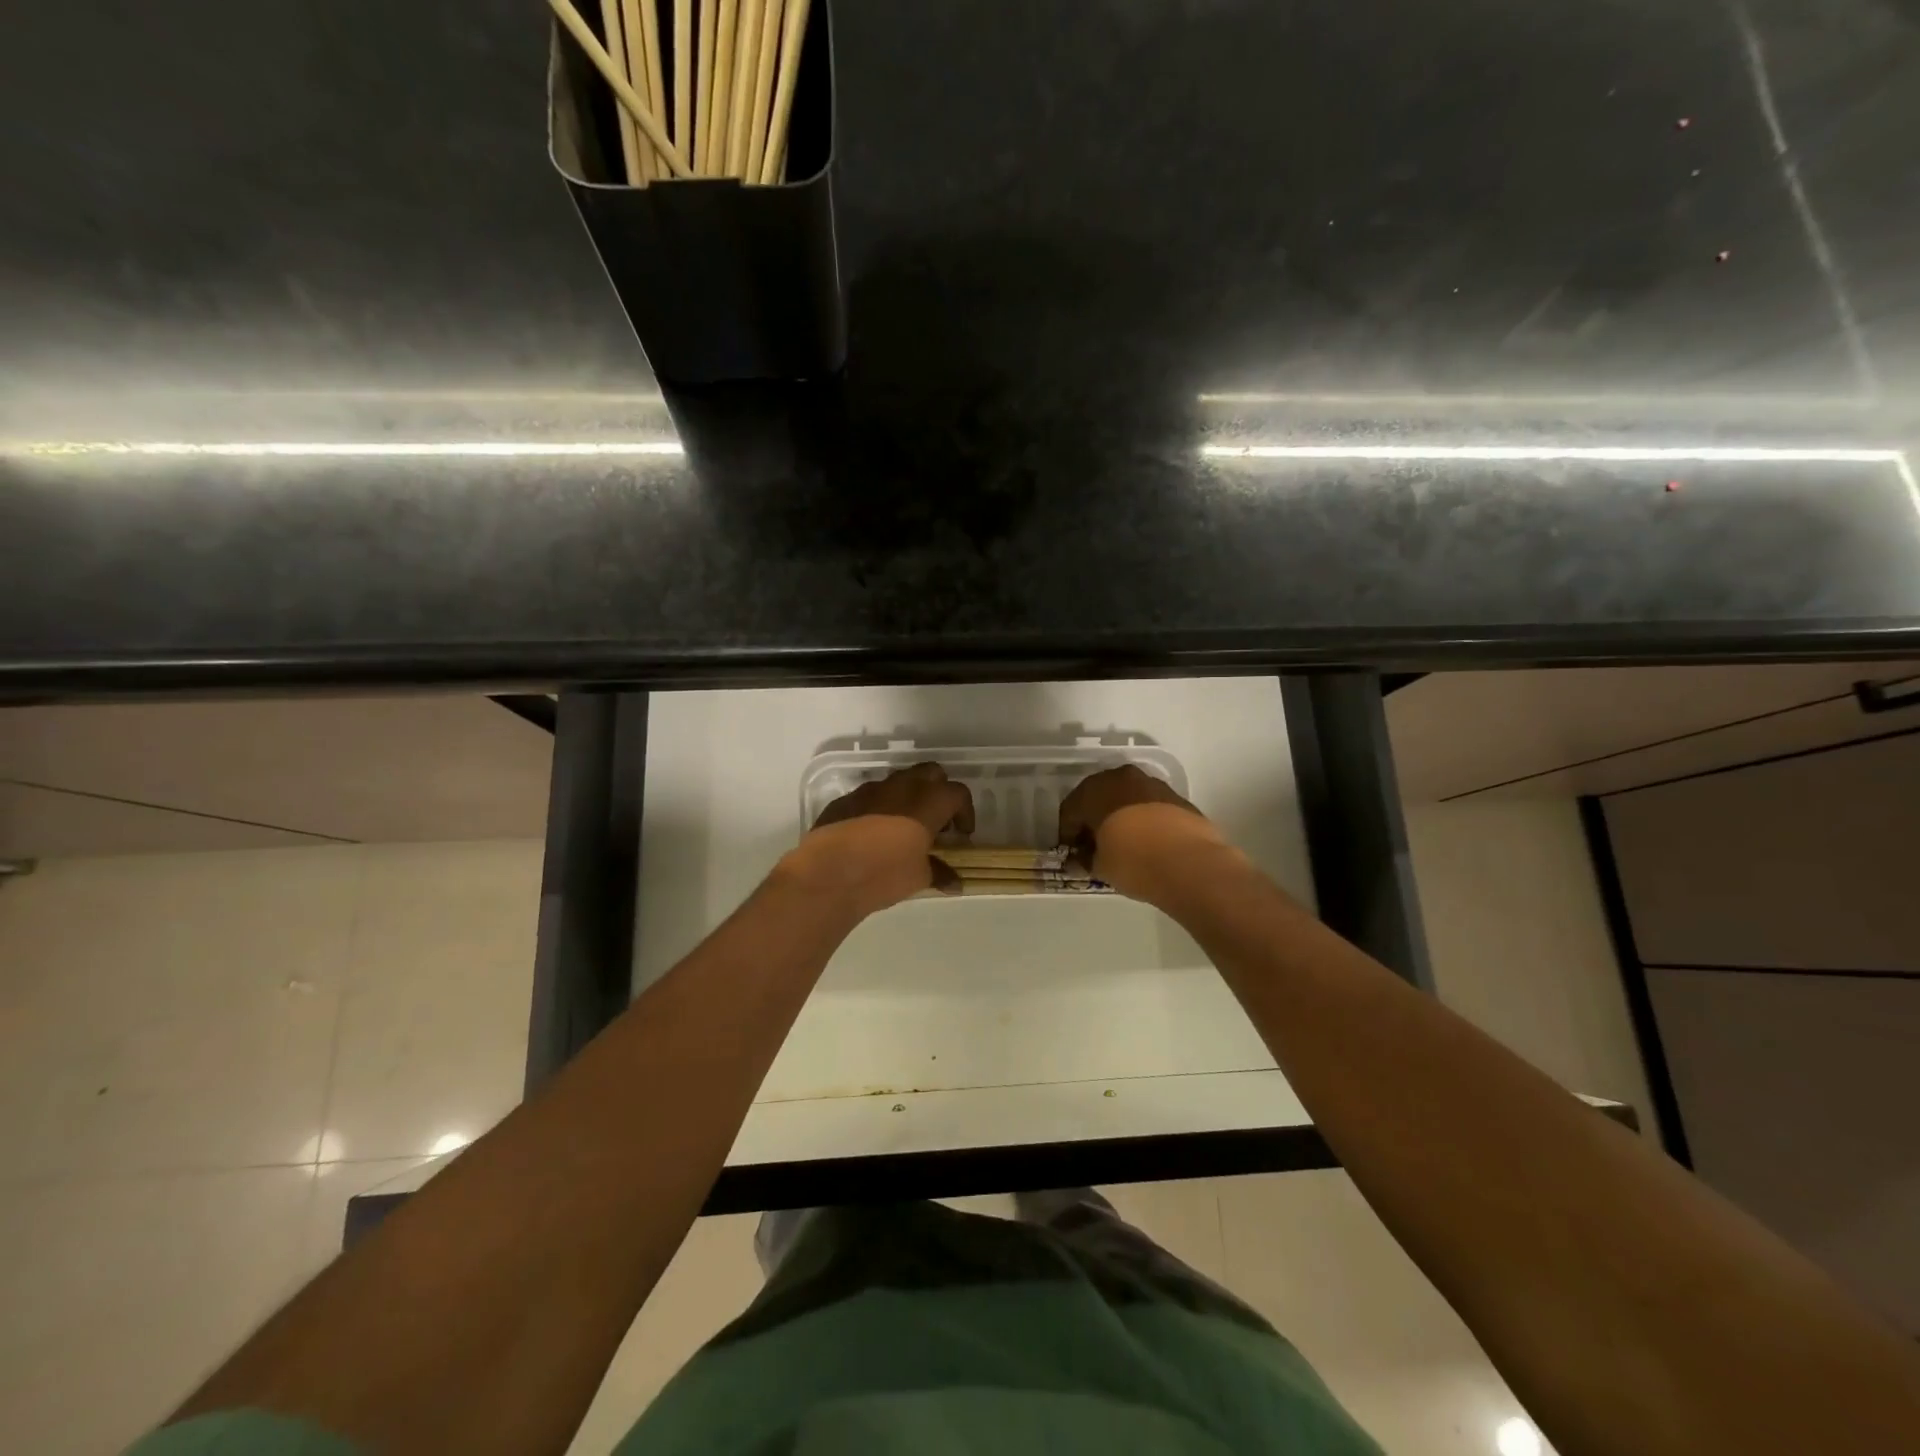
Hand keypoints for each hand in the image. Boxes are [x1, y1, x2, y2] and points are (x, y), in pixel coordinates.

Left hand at [778, 763, 976, 917]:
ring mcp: (871, 789)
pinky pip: (871, 796)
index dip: (965, 812)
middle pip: (931, 774)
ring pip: (899, 781)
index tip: (962, 835)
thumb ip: (940, 873)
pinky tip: (873, 834)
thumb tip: (956, 883)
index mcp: (928, 801)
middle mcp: (902, 786)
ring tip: (905, 827)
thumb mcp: (919, 877)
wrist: (828, 873)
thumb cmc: (884, 873)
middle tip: (937, 821)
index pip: (958, 794)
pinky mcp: (846, 799)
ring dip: (908, 797)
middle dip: (939, 792)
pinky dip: (880, 808)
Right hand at [1058, 765, 1227, 903]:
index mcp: (1093, 791)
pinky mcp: (1176, 796)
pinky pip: (1149, 806)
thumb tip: (1084, 858)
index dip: (1067, 834)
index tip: (1071, 853)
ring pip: (1126, 798)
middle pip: (1098, 798)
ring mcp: (1151, 784)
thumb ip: (1087, 858)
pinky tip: (1147, 842)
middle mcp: (1120, 778)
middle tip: (1094, 846)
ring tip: (1122, 844)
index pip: (1070, 811)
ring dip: (1120, 816)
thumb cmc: (1132, 860)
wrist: (1189, 861)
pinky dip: (1143, 820)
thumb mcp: (1100, 866)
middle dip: (1094, 820)